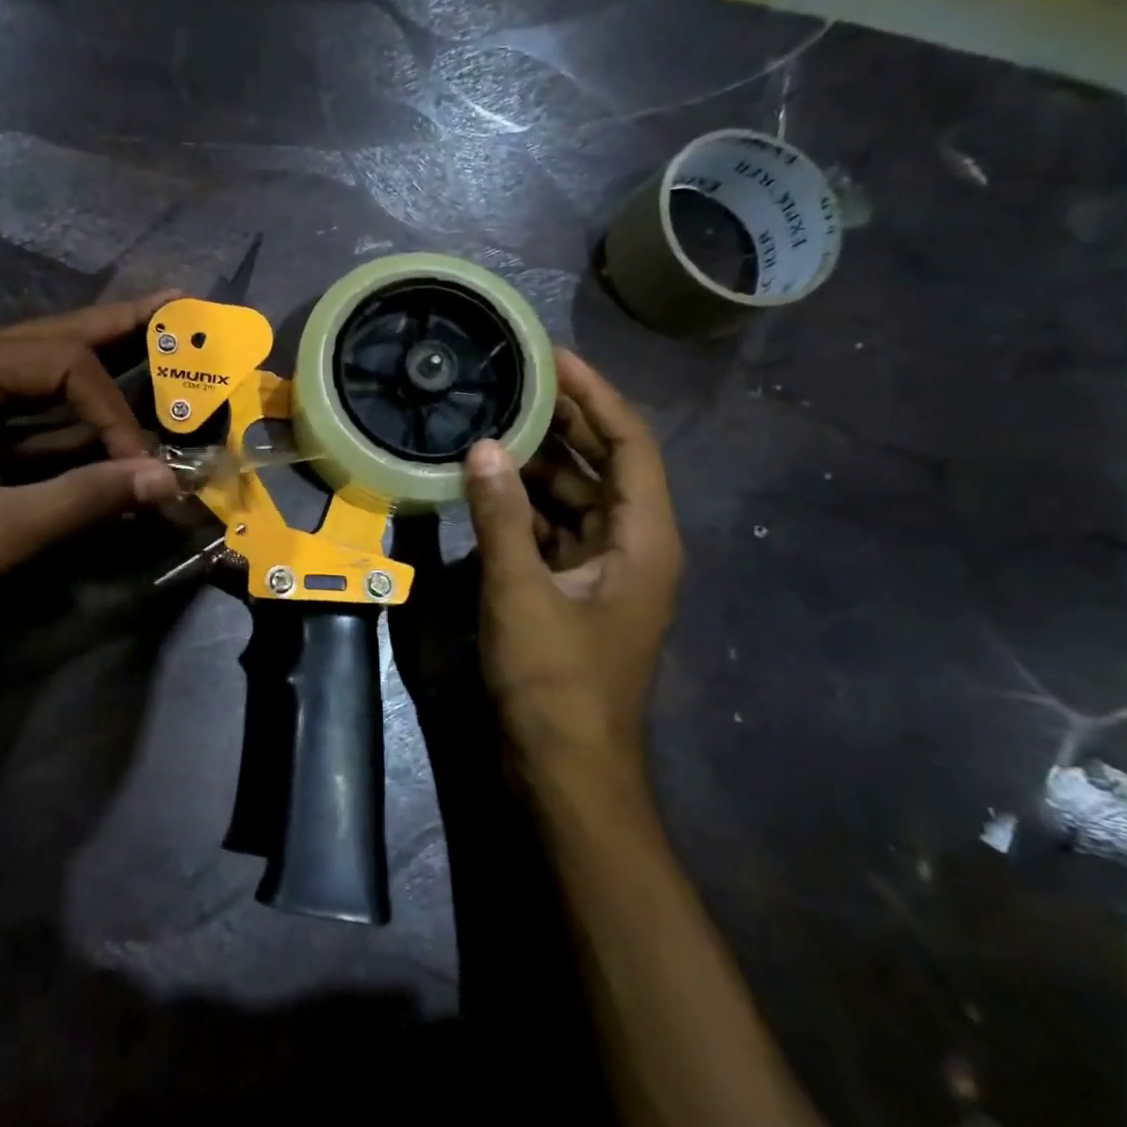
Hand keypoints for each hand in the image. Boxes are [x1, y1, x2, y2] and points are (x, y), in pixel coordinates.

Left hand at [0, 295, 182, 671]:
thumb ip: (83, 500)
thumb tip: (166, 480)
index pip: (61, 364)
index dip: (114, 413)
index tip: (144, 468)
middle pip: (53, 338)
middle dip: (120, 327)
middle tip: (181, 305)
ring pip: (42, 367)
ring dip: (101, 360)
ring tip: (159, 332)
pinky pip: (28, 408)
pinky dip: (73, 412)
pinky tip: (113, 402)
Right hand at [463, 350, 682, 774]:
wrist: (566, 769)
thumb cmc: (556, 682)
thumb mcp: (521, 593)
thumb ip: (501, 516)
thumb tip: (483, 447)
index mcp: (643, 538)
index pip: (629, 443)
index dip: (595, 394)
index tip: (552, 357)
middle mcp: (632, 545)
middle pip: (603, 464)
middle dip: (564, 421)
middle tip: (513, 379)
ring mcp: (602, 569)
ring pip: (574, 497)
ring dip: (537, 463)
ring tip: (489, 422)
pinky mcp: (573, 590)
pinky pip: (552, 529)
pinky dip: (522, 505)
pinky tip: (484, 486)